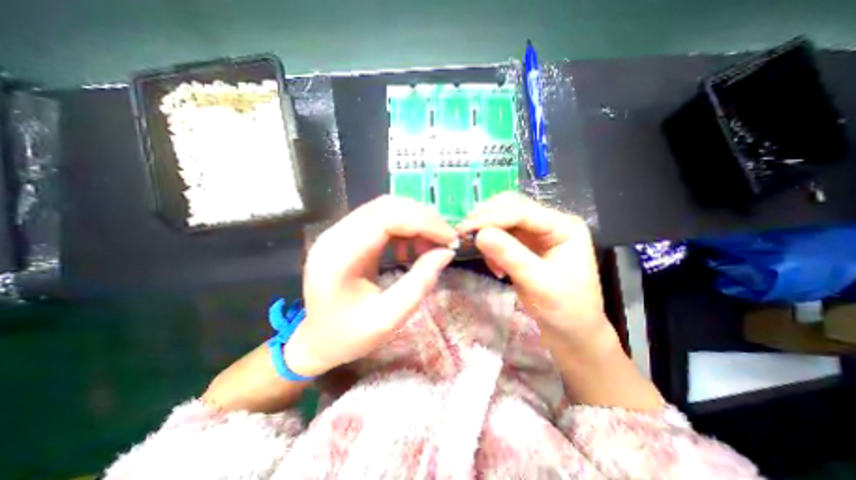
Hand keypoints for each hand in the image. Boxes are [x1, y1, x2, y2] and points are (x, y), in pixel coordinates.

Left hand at [286, 195, 461, 379]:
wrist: (316, 340)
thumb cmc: (348, 335)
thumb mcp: (389, 318)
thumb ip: (420, 282)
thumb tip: (446, 252)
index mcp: (339, 256)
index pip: (386, 218)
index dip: (423, 222)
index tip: (450, 238)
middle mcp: (335, 234)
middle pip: (386, 206)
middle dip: (423, 218)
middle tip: (446, 238)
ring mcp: (339, 231)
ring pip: (386, 208)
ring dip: (415, 220)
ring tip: (433, 242)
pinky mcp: (347, 235)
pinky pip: (381, 219)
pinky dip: (405, 227)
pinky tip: (413, 246)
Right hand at [462, 194, 661, 409]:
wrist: (571, 331)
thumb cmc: (564, 309)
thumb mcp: (539, 284)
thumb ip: (510, 256)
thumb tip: (479, 234)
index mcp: (564, 226)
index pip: (522, 212)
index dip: (491, 218)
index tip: (464, 229)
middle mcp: (550, 223)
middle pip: (511, 206)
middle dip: (486, 218)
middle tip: (464, 234)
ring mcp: (537, 232)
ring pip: (503, 218)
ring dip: (487, 231)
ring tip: (487, 258)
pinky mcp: (526, 244)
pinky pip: (501, 234)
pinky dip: (491, 245)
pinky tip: (495, 265)